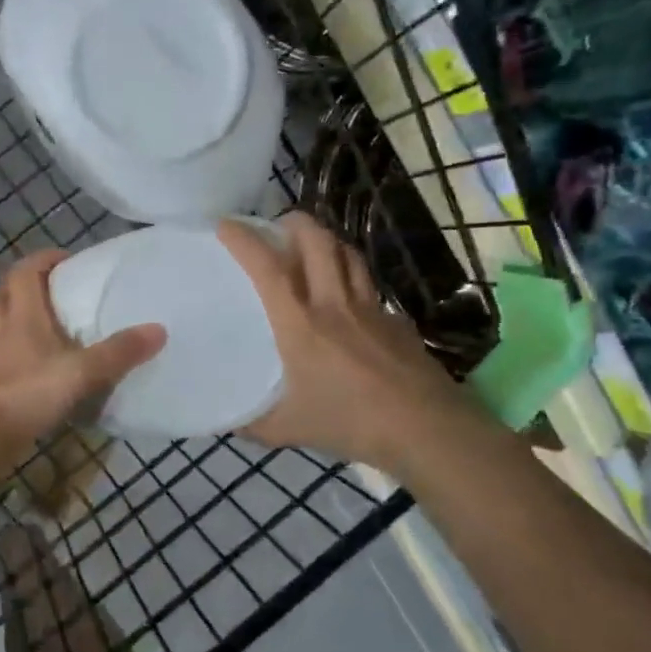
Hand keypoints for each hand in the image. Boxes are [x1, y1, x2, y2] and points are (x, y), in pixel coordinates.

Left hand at [0, 250, 166, 472]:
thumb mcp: (81, 372)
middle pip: (1, 295)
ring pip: (0, 327)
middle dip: (22, 287)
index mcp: (22, 317)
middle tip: (51, 292)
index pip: (24, 272)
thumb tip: (159, 329)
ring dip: (18, 321)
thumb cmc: (27, 393)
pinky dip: (21, 357)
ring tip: (49, 329)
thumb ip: (118, 352)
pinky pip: (5, 358)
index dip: (43, 260)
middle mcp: (3, 331)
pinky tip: (44, 369)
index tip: (69, 261)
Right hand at [217, 213, 488, 475]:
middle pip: (318, 241)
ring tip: (311, 247)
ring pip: (348, 255)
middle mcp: (335, 305)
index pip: (269, 269)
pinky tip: (347, 297)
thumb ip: (251, 422)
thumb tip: (223, 421)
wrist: (427, 430)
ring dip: (326, 241)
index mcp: (300, 324)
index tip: (226, 225)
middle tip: (277, 226)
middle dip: (295, 222)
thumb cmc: (350, 423)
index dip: (245, 241)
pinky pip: (369, 286)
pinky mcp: (396, 321)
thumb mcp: (287, 429)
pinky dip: (352, 277)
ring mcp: (371, 309)